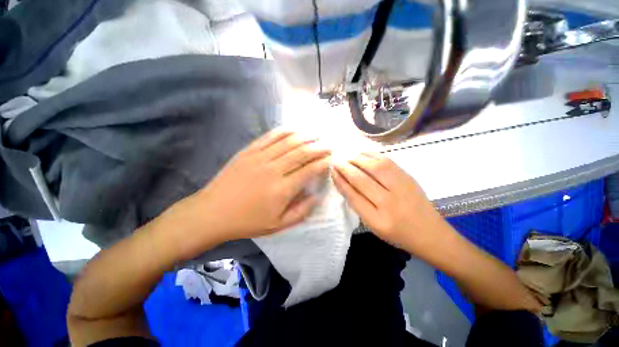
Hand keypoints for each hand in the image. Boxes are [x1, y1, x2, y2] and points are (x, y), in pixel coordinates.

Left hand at [190, 129, 329, 240]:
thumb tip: (317, 196)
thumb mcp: (278, 225)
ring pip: (288, 142)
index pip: (309, 170)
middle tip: (329, 145)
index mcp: (282, 189)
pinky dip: (284, 131)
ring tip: (316, 135)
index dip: (323, 163)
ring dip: (305, 136)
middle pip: (301, 152)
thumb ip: (301, 211)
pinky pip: (269, 137)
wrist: (212, 213)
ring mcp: (259, 157)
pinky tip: (294, 129)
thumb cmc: (247, 221)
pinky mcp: (248, 151)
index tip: (331, 159)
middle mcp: (273, 169)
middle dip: (318, 147)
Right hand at [332, 153, 448, 253]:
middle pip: (361, 179)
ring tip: (346, 156)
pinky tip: (362, 153)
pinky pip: (387, 162)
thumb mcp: (373, 225)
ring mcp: (401, 187)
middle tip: (335, 161)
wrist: (430, 233)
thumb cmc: (398, 233)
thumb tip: (345, 183)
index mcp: (377, 220)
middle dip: (345, 168)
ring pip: (374, 167)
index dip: (340, 181)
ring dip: (357, 159)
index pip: (352, 195)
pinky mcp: (408, 177)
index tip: (332, 171)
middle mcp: (388, 202)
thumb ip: (359, 205)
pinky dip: (372, 155)